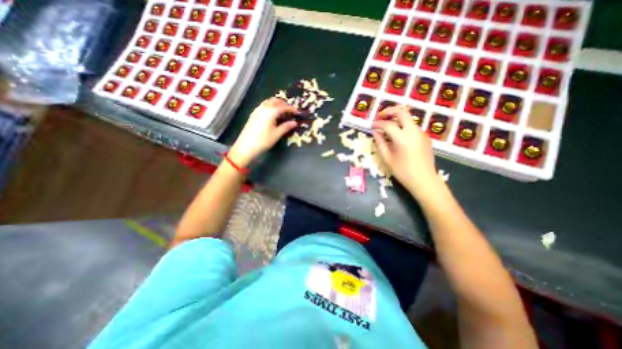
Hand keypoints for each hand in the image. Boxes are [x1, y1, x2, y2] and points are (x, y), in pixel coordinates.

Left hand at [228, 97, 298, 167]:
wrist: (245, 147)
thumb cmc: (263, 141)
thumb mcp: (277, 134)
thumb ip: (286, 127)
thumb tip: (294, 123)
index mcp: (270, 112)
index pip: (283, 107)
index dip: (292, 109)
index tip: (298, 113)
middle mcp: (263, 108)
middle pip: (275, 101)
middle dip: (284, 104)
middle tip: (290, 111)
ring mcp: (257, 110)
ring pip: (269, 102)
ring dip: (277, 104)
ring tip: (282, 113)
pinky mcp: (253, 115)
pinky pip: (264, 106)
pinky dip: (271, 107)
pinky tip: (273, 116)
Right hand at [371, 105, 438, 195]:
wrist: (424, 180)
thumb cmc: (403, 172)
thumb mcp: (387, 159)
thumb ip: (380, 144)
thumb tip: (375, 133)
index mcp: (402, 138)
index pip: (388, 124)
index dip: (378, 123)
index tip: (372, 125)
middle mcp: (413, 131)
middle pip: (403, 112)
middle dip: (390, 111)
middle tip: (381, 116)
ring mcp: (421, 133)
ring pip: (409, 119)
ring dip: (397, 119)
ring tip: (388, 127)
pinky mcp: (425, 137)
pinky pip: (413, 127)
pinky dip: (404, 126)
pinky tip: (398, 136)